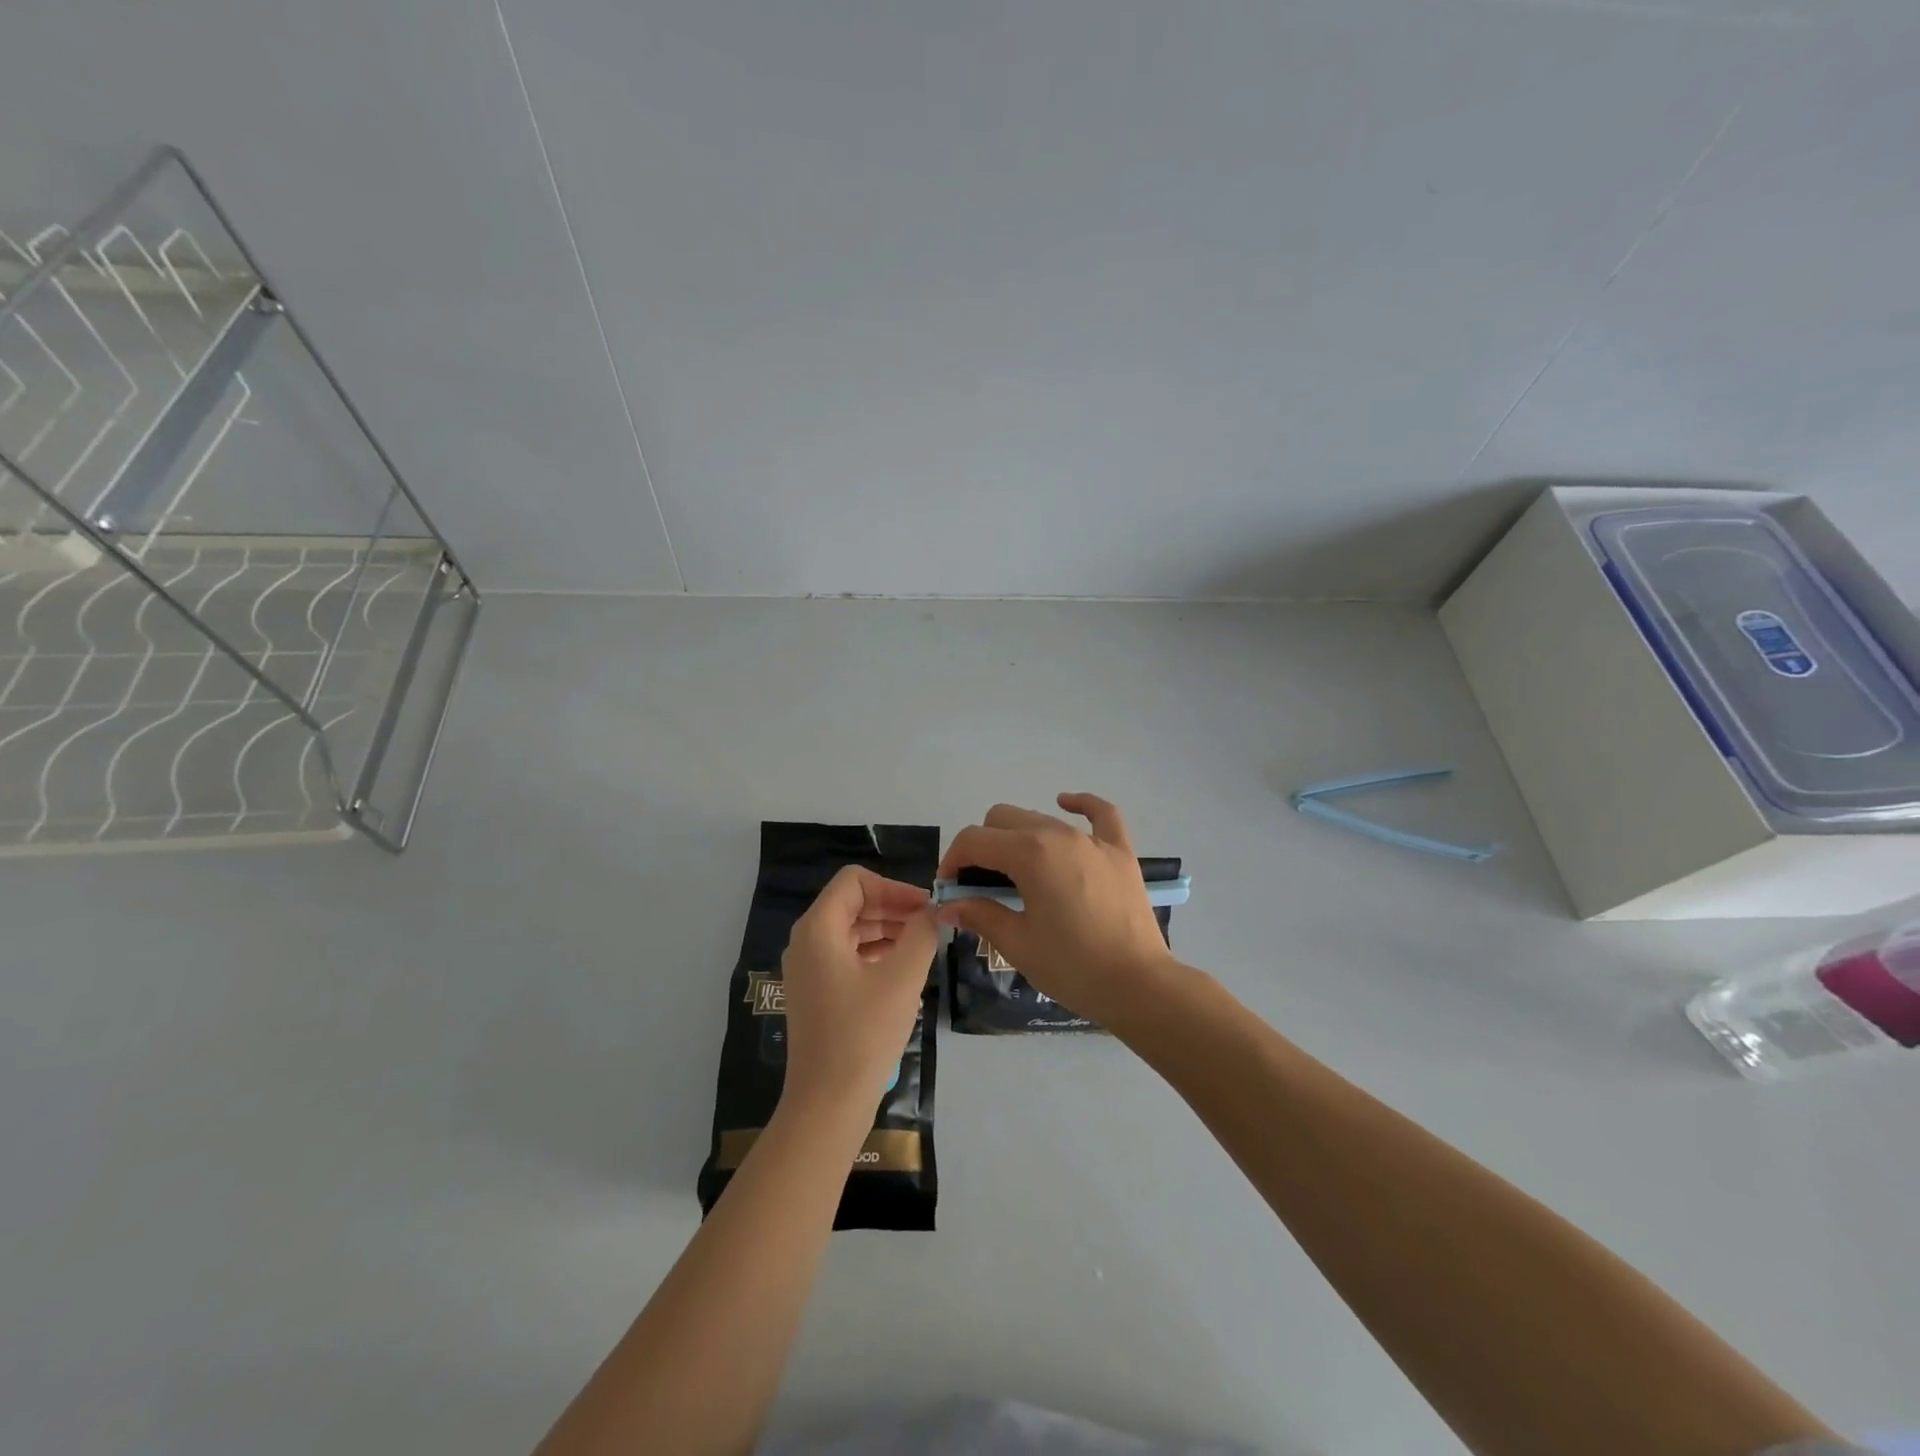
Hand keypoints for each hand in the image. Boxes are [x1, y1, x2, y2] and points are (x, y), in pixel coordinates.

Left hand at [777, 866, 938, 1117]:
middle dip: (893, 907)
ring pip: (850, 930)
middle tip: (932, 923)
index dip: (893, 887)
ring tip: (924, 943)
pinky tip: (903, 968)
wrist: (828, 1103)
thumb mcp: (902, 978)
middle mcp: (806, 941)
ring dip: (887, 929)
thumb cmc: (864, 1033)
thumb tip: (933, 911)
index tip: (926, 907)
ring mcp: (807, 969)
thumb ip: (922, 934)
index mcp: (818, 928)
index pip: (855, 881)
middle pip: (852, 903)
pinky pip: (846, 956)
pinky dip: (875, 953)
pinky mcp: (815, 993)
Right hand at [934, 793, 1181, 1025]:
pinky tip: (1065, 804)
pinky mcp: (1119, 851)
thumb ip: (979, 914)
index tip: (950, 889)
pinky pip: (1100, 813)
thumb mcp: (1017, 944)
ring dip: (1018, 837)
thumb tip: (947, 906)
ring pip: (1041, 817)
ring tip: (1016, 873)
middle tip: (980, 885)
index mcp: (1029, 854)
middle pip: (1003, 819)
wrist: (1138, 985)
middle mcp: (1058, 834)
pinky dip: (1080, 805)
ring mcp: (1092, 839)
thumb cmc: (1072, 967)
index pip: (974, 841)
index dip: (952, 861)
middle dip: (982, 846)